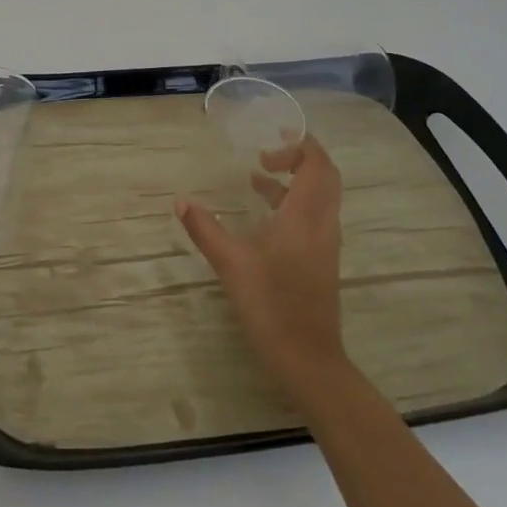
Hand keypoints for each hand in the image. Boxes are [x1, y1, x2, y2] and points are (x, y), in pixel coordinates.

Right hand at [177, 136, 349, 411]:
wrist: (308, 360)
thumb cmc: (271, 305)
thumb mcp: (231, 263)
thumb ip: (205, 229)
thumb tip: (181, 201)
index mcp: (305, 216)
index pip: (317, 164)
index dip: (299, 146)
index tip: (267, 147)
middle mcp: (322, 224)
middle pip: (325, 176)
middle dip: (299, 158)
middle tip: (267, 153)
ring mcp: (325, 244)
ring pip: (320, 198)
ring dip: (295, 181)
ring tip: (257, 177)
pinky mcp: (321, 262)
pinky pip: (314, 217)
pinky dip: (293, 204)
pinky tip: (264, 217)